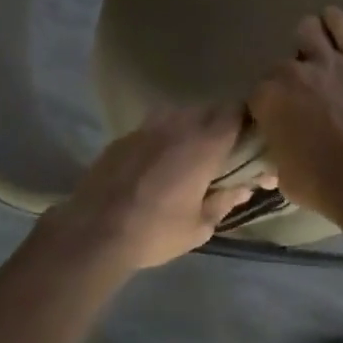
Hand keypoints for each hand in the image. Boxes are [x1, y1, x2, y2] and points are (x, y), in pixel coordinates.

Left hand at [41, 105, 254, 273]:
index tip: (250, 138)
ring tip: (189, 155)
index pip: (235, 112)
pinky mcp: (124, 136)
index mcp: (204, 144)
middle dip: (220, 125)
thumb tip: (243, 188)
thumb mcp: (199, 226)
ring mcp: (147, 127)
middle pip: (208, 110)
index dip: (246, 121)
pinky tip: (157, 163)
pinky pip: (154, 127)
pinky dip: (163, 137)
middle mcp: (178, 125)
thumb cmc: (155, 232)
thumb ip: (224, 201)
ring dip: (190, 127)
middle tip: (223, 152)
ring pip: (179, 114)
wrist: (93, 232)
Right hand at [248, 7, 342, 222]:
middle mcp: (291, 72)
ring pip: (308, 29)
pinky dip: (334, 22)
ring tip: (316, 57)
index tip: (278, 117)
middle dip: (288, 78)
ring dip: (308, 42)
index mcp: (267, 99)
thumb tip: (273, 155)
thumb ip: (274, 154)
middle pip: (280, 64)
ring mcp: (326, 61)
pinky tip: (334, 30)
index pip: (258, 92)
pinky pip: (341, 23)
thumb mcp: (282, 176)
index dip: (268, 105)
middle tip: (302, 97)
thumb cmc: (322, 185)